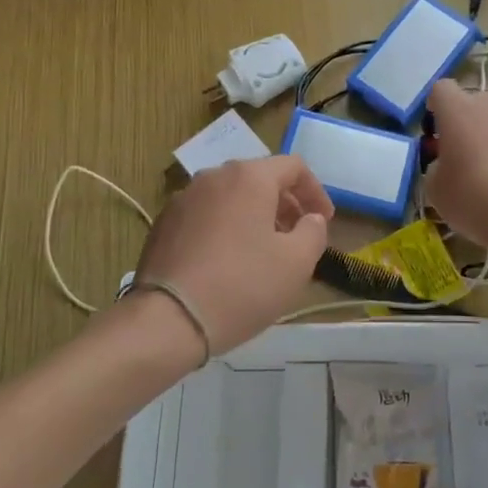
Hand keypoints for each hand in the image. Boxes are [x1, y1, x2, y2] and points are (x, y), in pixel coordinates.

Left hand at [132, 156, 333, 355]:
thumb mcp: (296, 263)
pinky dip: (225, 228)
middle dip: (285, 204)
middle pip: (259, 178)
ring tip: (264, 250)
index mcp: (249, 177)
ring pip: (230, 197)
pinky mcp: (163, 224)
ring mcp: (183, 198)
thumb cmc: (242, 285)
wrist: (167, 320)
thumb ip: (314, 232)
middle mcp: (214, 177)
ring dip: (254, 215)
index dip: (315, 192)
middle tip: (297, 236)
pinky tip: (228, 262)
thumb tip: (310, 219)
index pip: (294, 166)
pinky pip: (206, 215)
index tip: (324, 221)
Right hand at [424, 79, 487, 266]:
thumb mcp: (435, 189)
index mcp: (457, 109)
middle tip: (468, 156)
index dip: (437, 108)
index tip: (438, 133)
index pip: (441, 90)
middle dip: (469, 123)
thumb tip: (448, 160)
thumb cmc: (475, 201)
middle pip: (475, 102)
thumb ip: (437, 164)